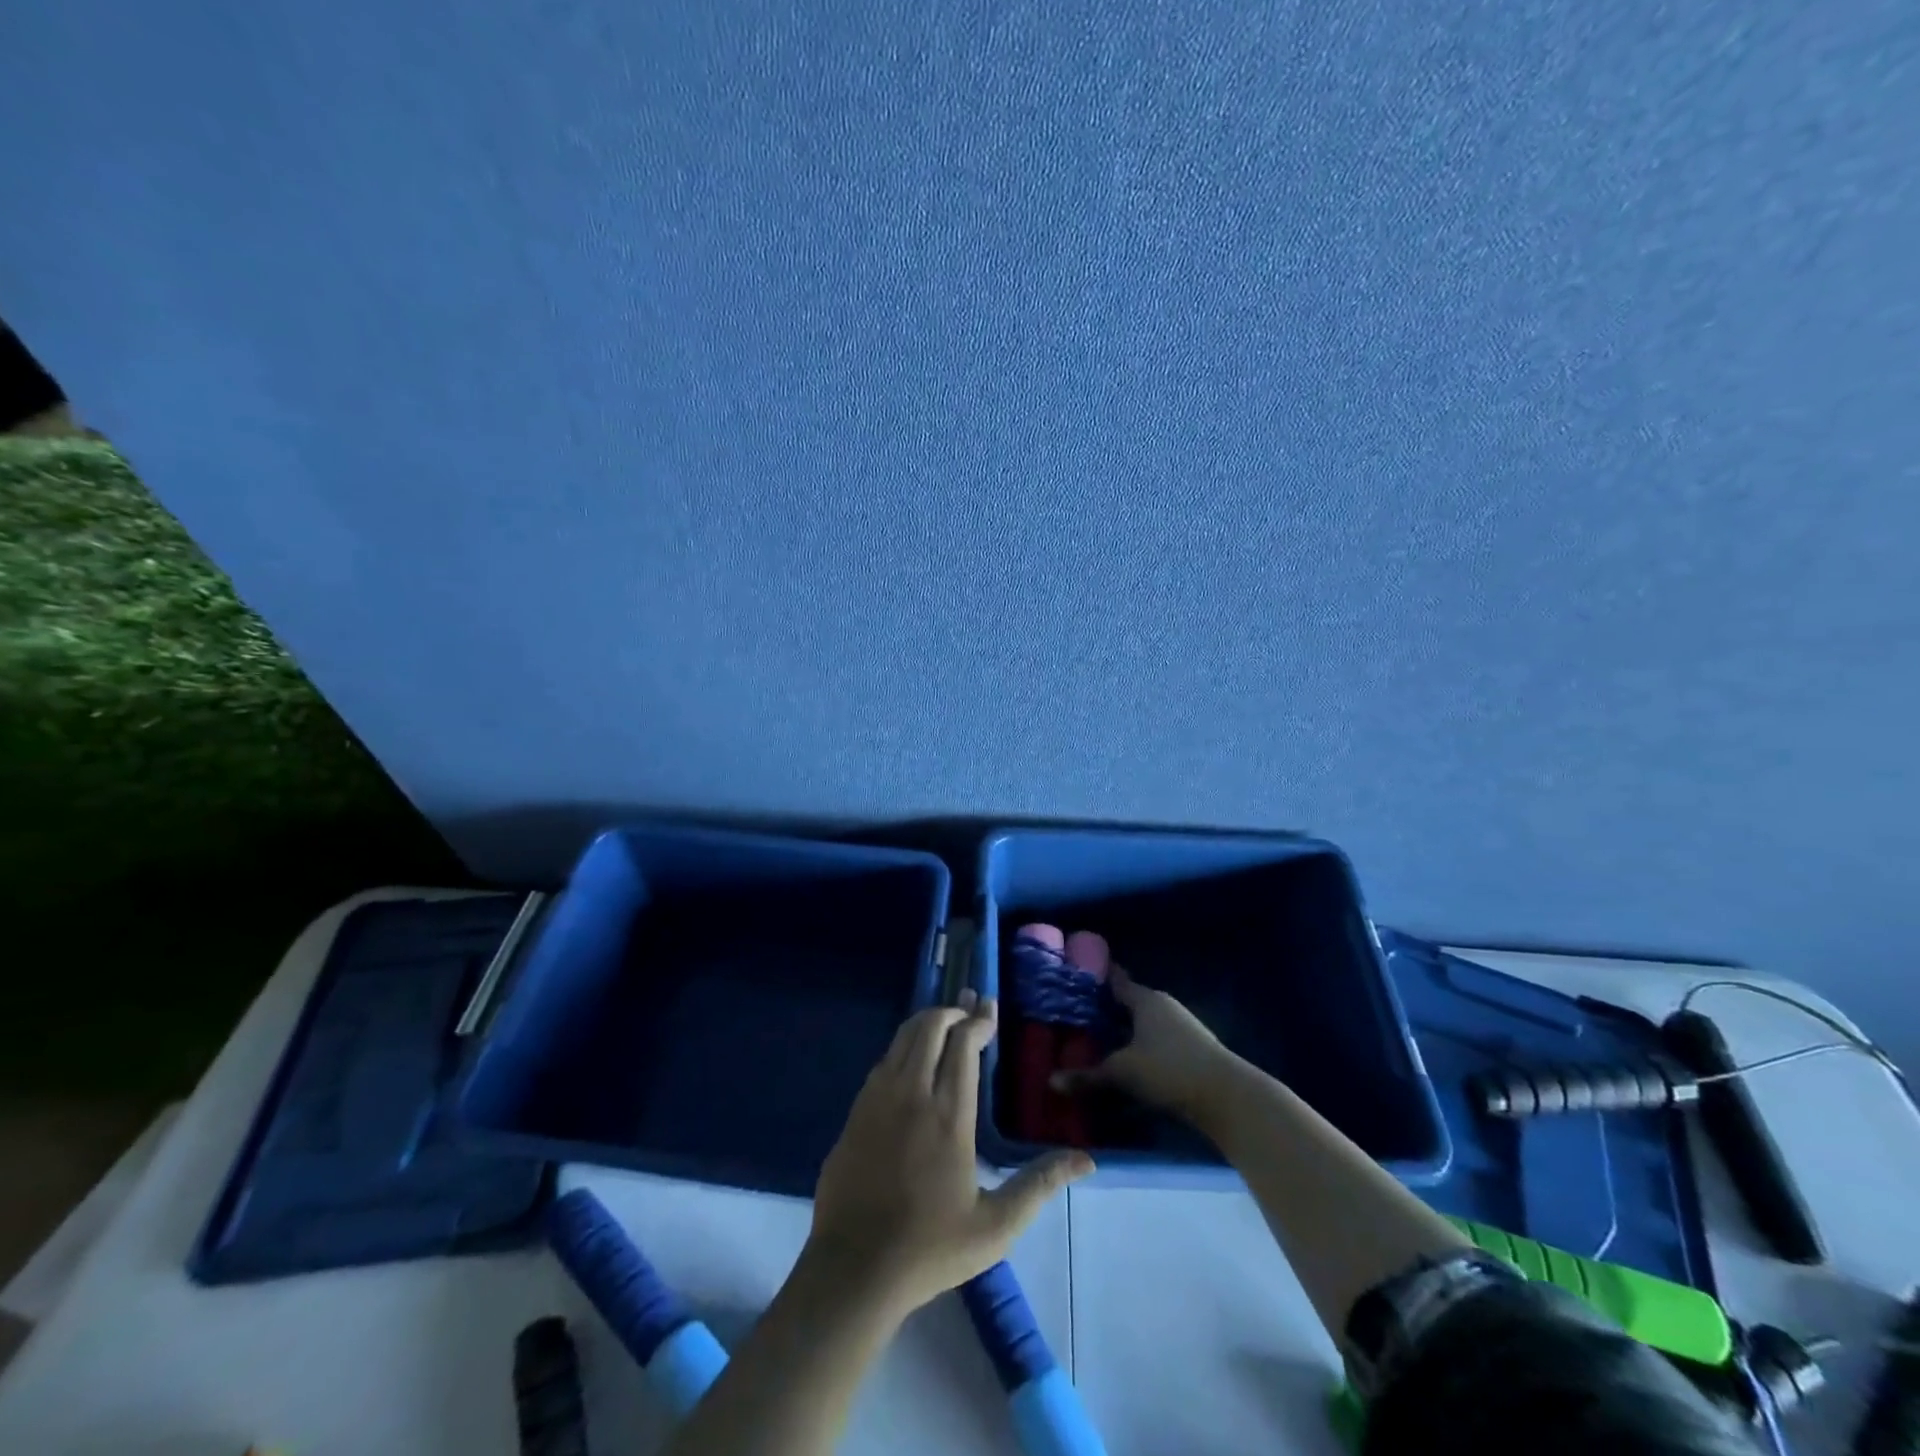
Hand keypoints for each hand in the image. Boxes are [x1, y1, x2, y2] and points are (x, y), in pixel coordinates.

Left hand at [810, 992, 1092, 1314]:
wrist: (854, 1268)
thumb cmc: (930, 1247)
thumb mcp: (996, 1226)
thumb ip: (1039, 1186)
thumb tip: (1085, 1159)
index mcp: (949, 1115)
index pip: (964, 1045)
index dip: (979, 1021)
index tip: (991, 1008)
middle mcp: (912, 1094)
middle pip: (931, 1028)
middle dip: (952, 1011)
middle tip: (970, 1007)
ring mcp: (878, 1099)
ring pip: (902, 1038)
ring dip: (926, 1023)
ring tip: (945, 1021)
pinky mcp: (855, 1111)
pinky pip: (882, 1061)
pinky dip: (902, 1047)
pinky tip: (911, 1059)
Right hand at [1052, 966, 1246, 1126]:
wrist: (1227, 1097)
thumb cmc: (1169, 1069)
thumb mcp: (1123, 1073)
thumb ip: (1088, 1076)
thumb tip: (1051, 1081)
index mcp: (1145, 1000)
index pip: (1116, 980)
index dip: (1098, 977)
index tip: (1078, 973)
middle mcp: (1163, 1006)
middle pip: (1130, 1001)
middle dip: (1107, 1006)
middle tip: (1078, 1011)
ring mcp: (1181, 1027)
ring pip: (1144, 1022)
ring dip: (1125, 1028)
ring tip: (1098, 1037)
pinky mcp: (1190, 1050)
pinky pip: (1155, 1039)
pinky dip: (1139, 1044)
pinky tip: (1127, 1058)